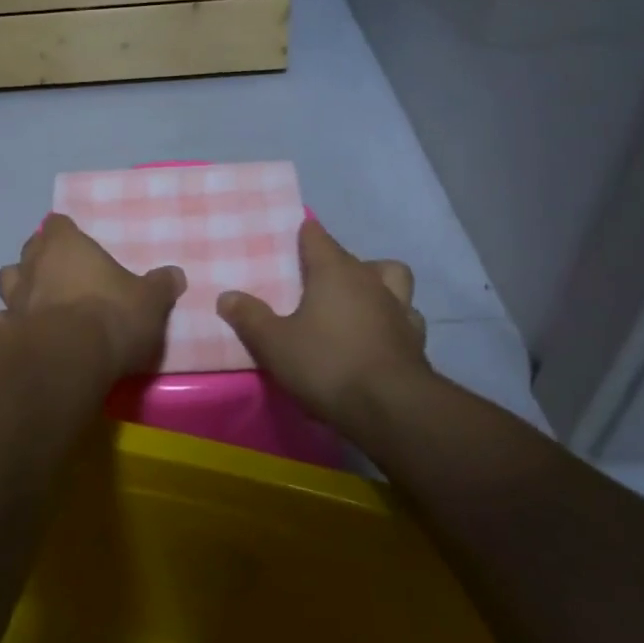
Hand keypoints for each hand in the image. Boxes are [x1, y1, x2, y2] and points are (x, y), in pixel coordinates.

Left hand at [0, 214, 185, 374]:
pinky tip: (23, 337)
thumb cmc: (112, 315)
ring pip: (8, 281)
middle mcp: (34, 264)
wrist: (69, 358)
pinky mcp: (3, 331)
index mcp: (66, 246)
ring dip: (20, 289)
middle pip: (30, 249)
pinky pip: (2, 321)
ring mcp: (14, 297)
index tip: (76, 243)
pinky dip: (10, 326)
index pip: (59, 224)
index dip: (66, 232)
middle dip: (41, 258)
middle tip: (60, 273)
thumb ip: (160, 285)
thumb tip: (175, 274)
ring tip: (38, 303)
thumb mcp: (150, 300)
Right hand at [217, 220, 429, 426]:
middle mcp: (370, 280)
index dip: (304, 234)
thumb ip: (250, 317)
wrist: (391, 408)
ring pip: (391, 279)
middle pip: (352, 258)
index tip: (292, 238)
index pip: (317, 236)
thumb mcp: (274, 343)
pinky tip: (378, 335)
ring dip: (376, 284)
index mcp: (335, 271)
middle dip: (334, 263)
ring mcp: (399, 308)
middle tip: (313, 283)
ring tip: (355, 302)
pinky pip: (405, 316)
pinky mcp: (416, 340)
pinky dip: (391, 319)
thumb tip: (227, 296)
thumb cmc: (327, 364)